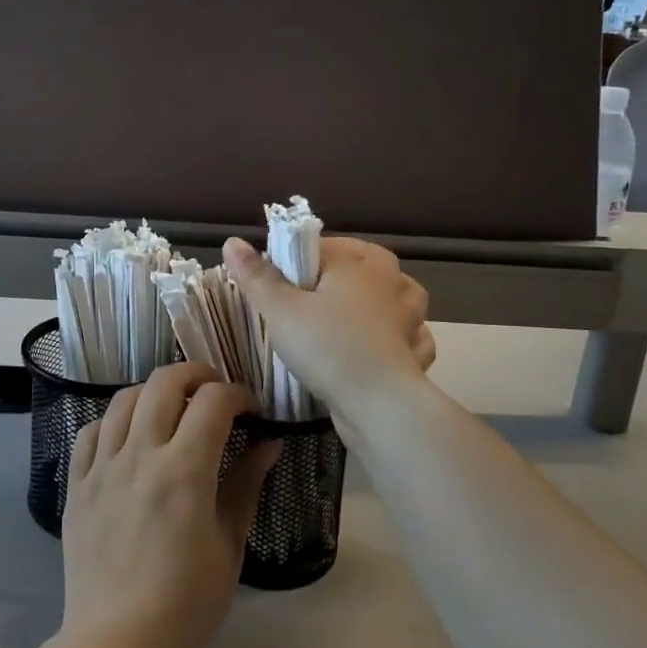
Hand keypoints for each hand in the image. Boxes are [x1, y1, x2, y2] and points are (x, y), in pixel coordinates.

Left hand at [56, 365, 278, 647]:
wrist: (115, 645)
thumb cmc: (185, 604)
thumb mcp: (229, 546)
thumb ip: (246, 486)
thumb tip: (268, 443)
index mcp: (184, 470)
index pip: (214, 401)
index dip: (239, 394)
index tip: (252, 410)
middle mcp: (140, 454)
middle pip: (165, 382)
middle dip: (197, 374)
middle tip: (215, 392)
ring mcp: (102, 465)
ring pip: (125, 397)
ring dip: (154, 391)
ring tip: (172, 408)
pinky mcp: (76, 482)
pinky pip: (91, 429)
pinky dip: (115, 420)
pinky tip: (129, 437)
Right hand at [221, 236, 434, 417]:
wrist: (379, 406)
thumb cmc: (327, 347)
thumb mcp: (280, 310)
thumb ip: (256, 275)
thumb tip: (232, 241)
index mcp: (360, 261)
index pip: (321, 246)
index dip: (295, 262)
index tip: (276, 286)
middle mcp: (392, 281)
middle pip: (362, 265)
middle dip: (339, 275)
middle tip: (307, 300)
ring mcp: (410, 317)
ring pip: (396, 296)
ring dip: (378, 301)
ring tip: (348, 316)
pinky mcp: (415, 352)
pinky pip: (407, 335)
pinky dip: (397, 338)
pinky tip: (377, 349)